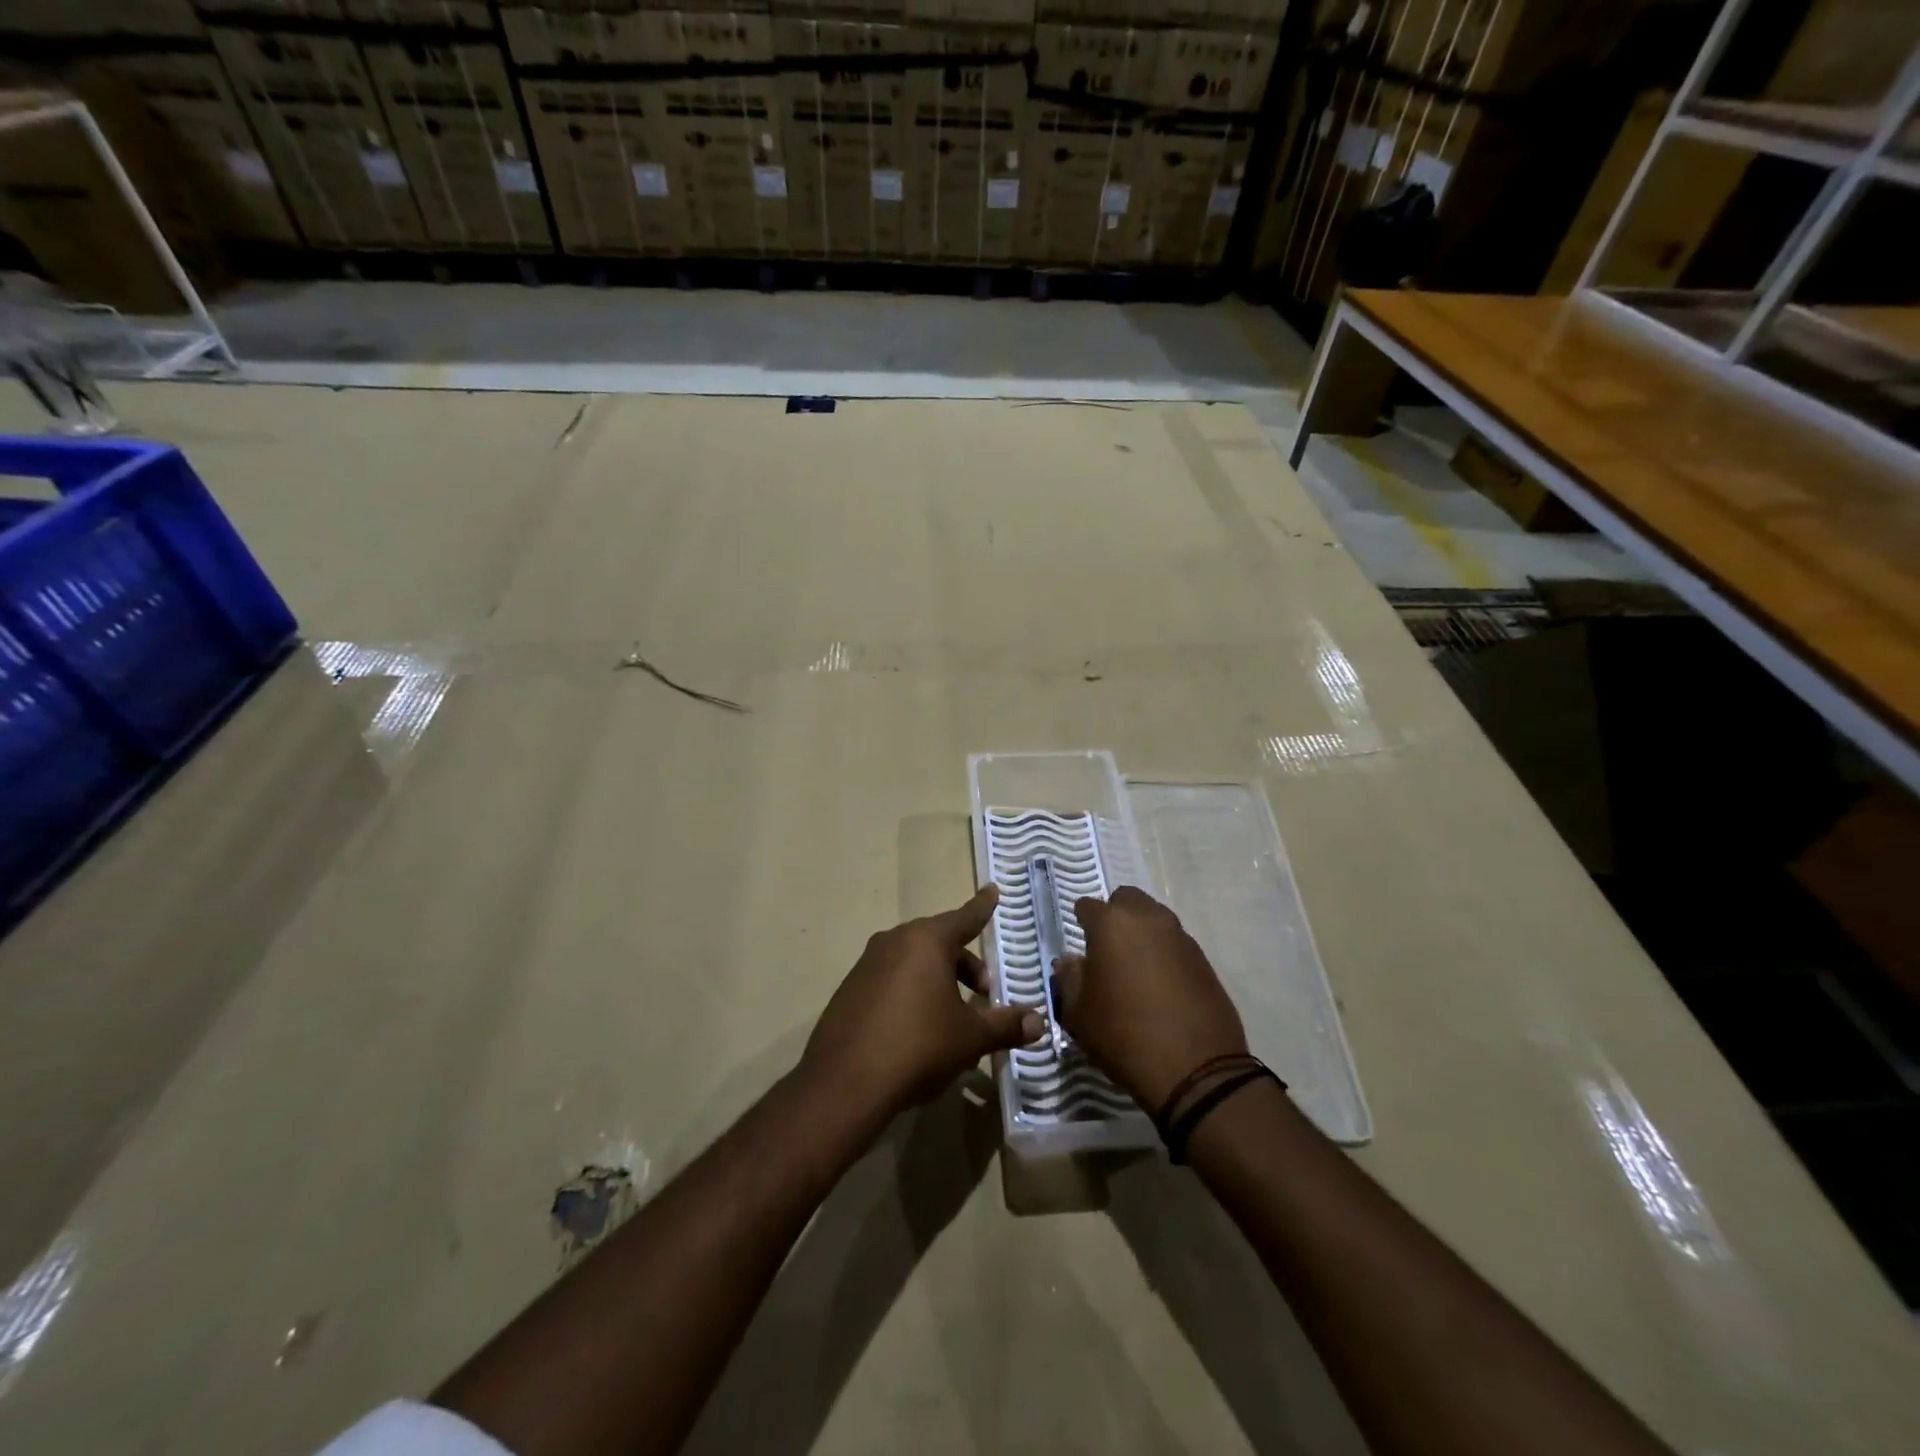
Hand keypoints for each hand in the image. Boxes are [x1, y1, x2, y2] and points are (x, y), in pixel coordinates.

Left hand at [801, 886, 1045, 1119]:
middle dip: (965, 963)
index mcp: (927, 941)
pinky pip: (891, 979)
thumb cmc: (918, 1046)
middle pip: (939, 942)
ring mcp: (867, 964)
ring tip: (954, 1017)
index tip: (992, 890)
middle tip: (984, 992)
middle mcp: (895, 941)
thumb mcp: (970, 1038)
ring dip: (938, 980)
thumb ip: (1006, 1025)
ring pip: (914, 961)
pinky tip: (919, 1029)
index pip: (965, 917)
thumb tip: (1038, 1022)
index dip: (982, 907)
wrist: (845, 1082)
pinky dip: (911, 992)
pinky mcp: (850, 989)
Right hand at [1053, 886, 1247, 1110]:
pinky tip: (1160, 986)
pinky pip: (1175, 944)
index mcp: (1112, 924)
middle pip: (1127, 900)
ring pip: (1154, 918)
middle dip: (1115, 916)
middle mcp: (1148, 919)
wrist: (1195, 1070)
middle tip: (1107, 950)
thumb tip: (1070, 962)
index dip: (1080, 923)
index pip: (1087, 906)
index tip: (1080, 947)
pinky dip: (1164, 954)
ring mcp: (1180, 937)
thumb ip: (1069, 978)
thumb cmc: (1123, 1036)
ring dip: (1141, 933)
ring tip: (1134, 970)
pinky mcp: (1203, 960)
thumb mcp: (1079, 1013)